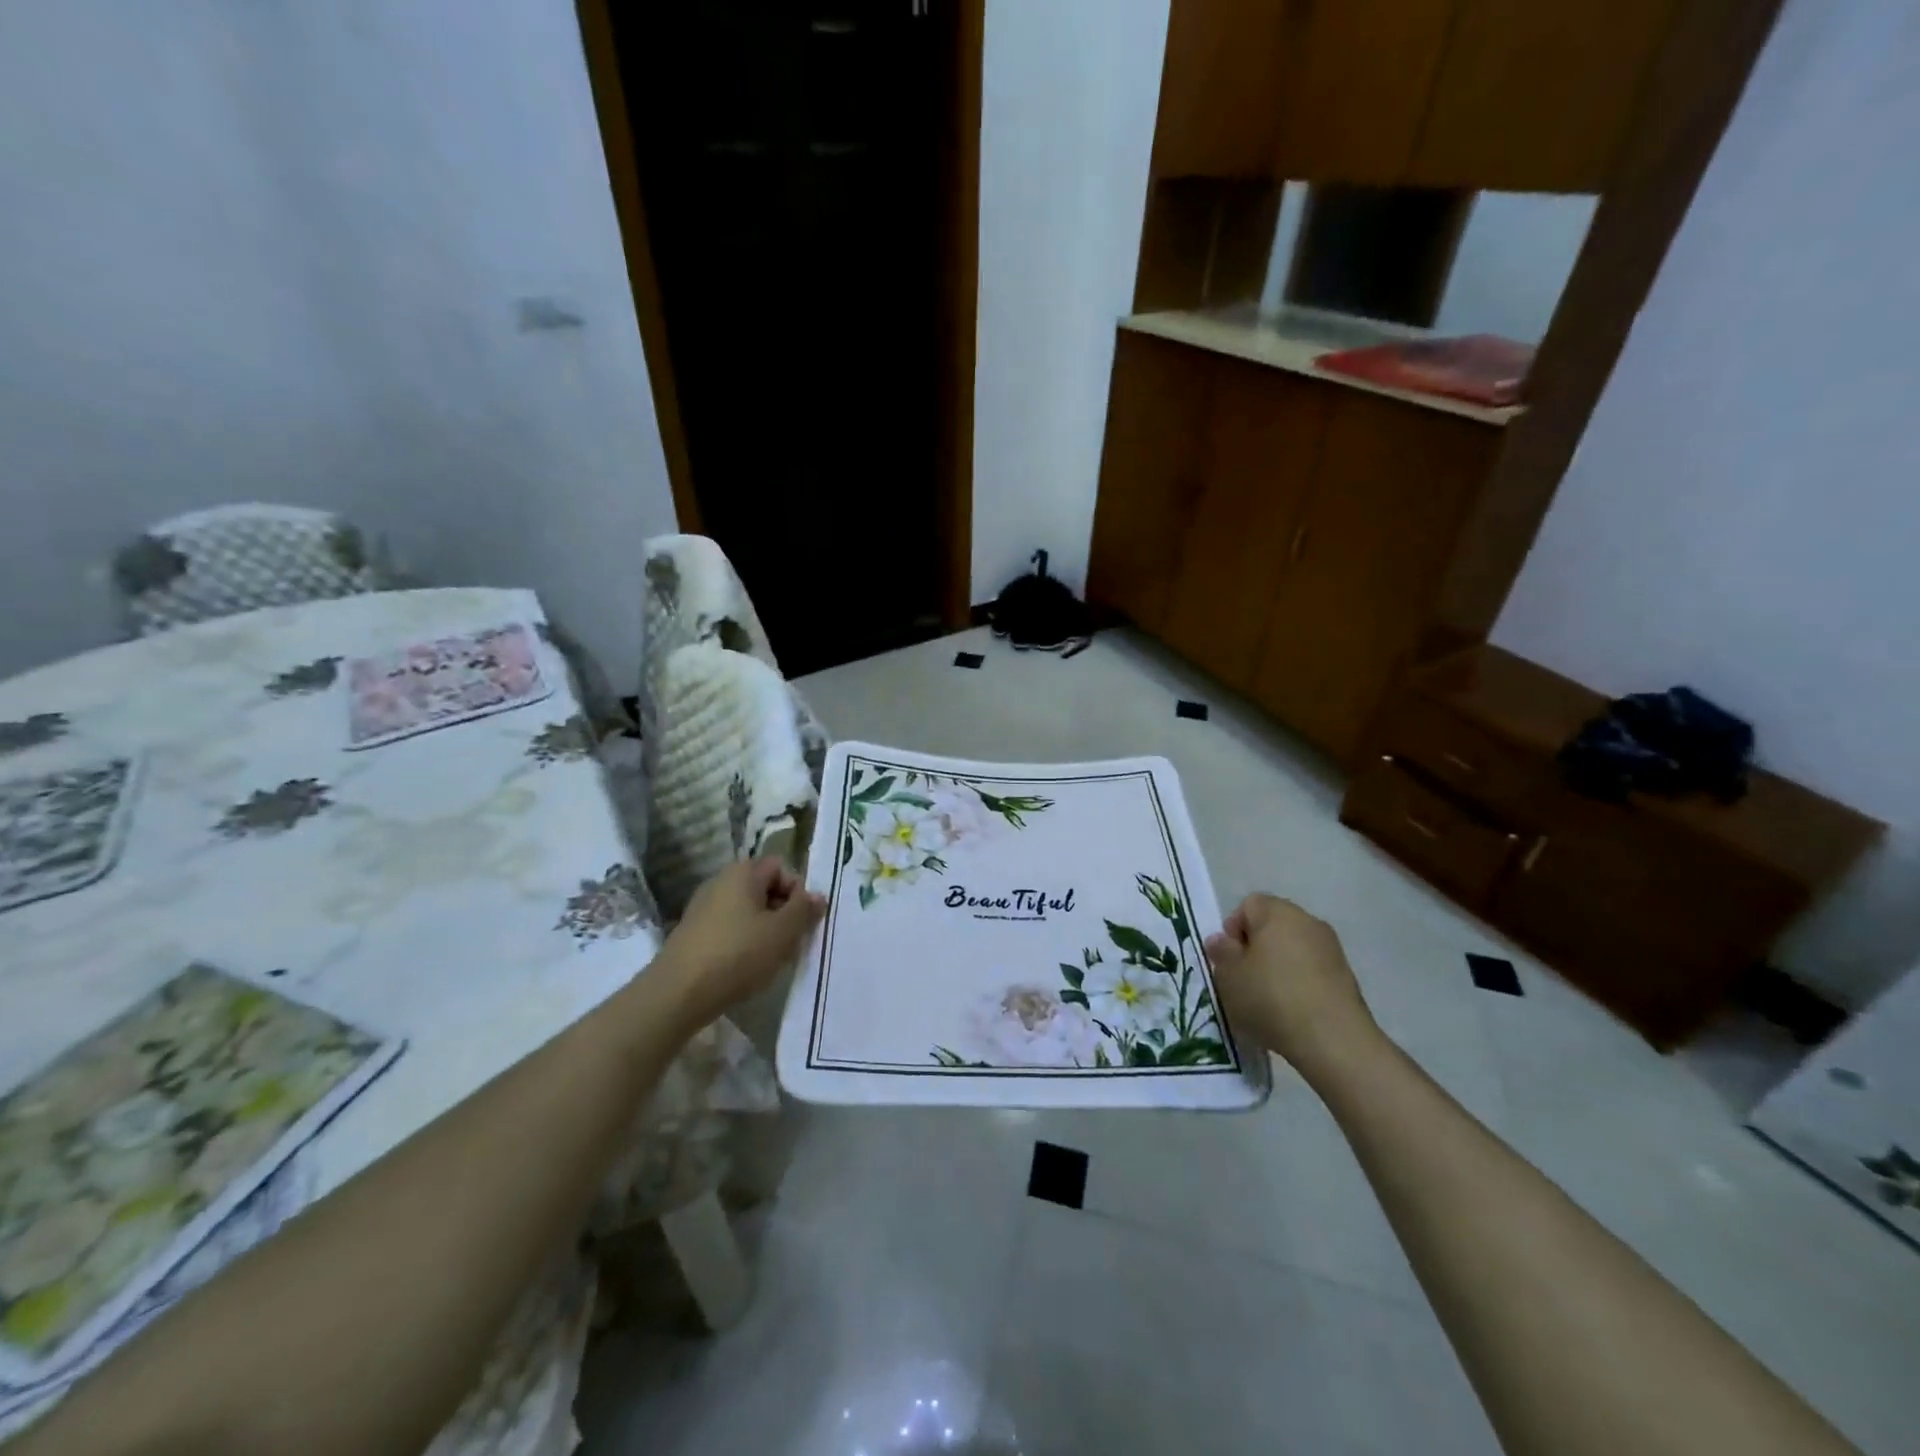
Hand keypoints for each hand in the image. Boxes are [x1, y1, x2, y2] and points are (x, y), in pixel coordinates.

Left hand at [659, 858, 823, 1026]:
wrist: (678, 994)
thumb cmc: (737, 955)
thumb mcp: (782, 932)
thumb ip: (804, 910)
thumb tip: (817, 896)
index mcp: (743, 872)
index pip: (781, 867)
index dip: (797, 890)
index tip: (802, 921)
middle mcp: (720, 882)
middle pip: (764, 889)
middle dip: (783, 913)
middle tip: (791, 943)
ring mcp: (703, 907)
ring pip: (748, 912)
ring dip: (765, 931)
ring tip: (771, 960)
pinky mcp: (693, 933)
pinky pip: (729, 929)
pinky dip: (743, 944)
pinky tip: (746, 969)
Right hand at [1205, 895, 1378, 1083]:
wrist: (1334, 1040)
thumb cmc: (1271, 998)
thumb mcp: (1229, 977)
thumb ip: (1221, 953)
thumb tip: (1221, 940)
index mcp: (1277, 913)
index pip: (1248, 905)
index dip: (1233, 929)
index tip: (1229, 960)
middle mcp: (1307, 921)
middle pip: (1272, 925)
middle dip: (1255, 948)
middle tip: (1244, 979)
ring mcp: (1331, 948)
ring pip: (1293, 948)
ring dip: (1278, 966)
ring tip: (1267, 1000)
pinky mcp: (1346, 976)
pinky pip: (1312, 969)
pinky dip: (1299, 982)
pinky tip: (1291, 1010)